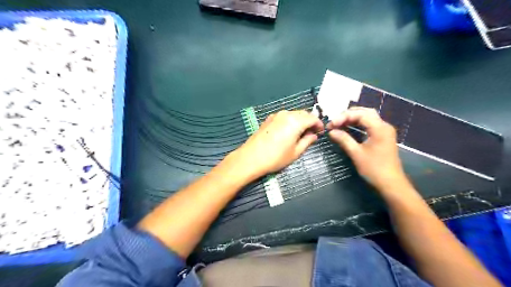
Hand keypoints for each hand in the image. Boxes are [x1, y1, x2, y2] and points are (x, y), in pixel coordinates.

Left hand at [229, 110, 319, 180]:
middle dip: (310, 122)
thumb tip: (313, 135)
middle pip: (303, 114)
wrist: (251, 158)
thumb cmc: (276, 157)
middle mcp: (286, 114)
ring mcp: (276, 115)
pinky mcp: (268, 119)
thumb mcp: (295, 152)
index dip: (319, 124)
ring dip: (300, 121)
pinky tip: (288, 131)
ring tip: (300, 133)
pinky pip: (284, 117)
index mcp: (295, 121)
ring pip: (293, 114)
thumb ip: (307, 141)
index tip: (321, 132)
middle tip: (312, 133)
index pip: (312, 118)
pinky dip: (290, 121)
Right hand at [327, 107, 407, 189]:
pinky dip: (358, 124)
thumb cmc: (374, 169)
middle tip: (334, 122)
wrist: (391, 184)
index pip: (360, 114)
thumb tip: (331, 131)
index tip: (331, 125)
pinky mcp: (382, 137)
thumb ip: (344, 140)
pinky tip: (349, 128)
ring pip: (368, 117)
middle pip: (365, 112)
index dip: (344, 117)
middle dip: (348, 115)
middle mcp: (384, 126)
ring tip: (339, 124)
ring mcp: (384, 131)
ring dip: (353, 118)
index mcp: (379, 128)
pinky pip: (369, 125)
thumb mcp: (356, 154)